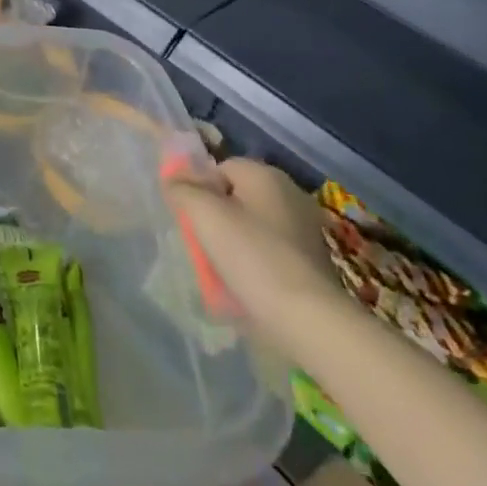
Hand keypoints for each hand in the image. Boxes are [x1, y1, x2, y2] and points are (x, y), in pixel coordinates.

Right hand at [166, 158, 338, 357]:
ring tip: (222, 264)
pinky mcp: (312, 259)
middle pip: (237, 195)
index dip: (200, 189)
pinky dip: (255, 259)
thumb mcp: (203, 214)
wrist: (306, 317)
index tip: (192, 217)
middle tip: (203, 240)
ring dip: (234, 238)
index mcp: (266, 175)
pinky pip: (270, 248)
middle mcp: (290, 193)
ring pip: (253, 223)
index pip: (220, 168)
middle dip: (217, 214)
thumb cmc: (251, 255)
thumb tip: (174, 179)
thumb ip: (182, 188)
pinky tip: (246, 279)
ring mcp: (305, 227)